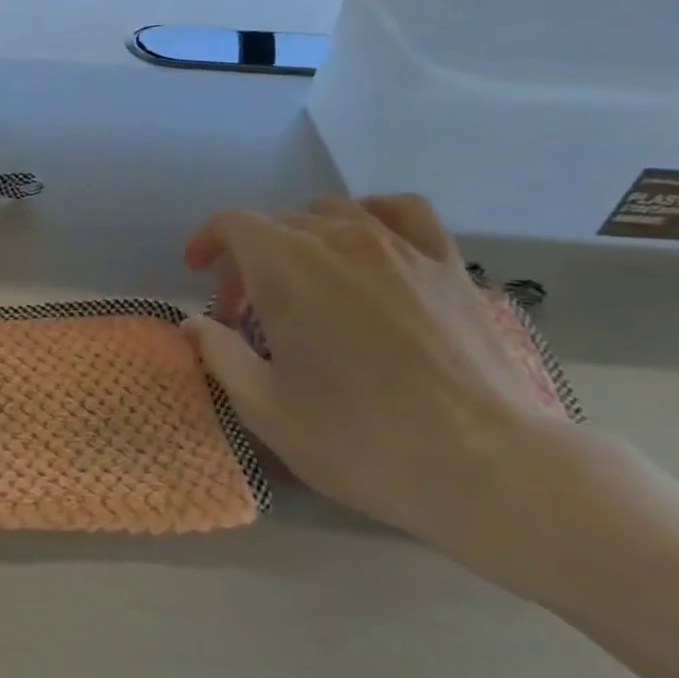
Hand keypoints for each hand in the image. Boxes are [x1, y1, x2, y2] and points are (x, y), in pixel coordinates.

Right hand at [182, 194, 568, 554]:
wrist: (484, 465)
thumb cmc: (358, 440)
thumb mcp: (265, 408)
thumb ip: (219, 355)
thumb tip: (194, 323)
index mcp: (287, 269)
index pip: (232, 224)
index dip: (206, 241)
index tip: (197, 273)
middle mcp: (340, 240)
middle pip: (277, 223)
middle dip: (248, 259)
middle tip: (244, 312)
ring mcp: (400, 247)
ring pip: (333, 211)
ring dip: (301, 237)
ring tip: (303, 279)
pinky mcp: (446, 263)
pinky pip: (401, 211)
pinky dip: (371, 216)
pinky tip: (368, 244)